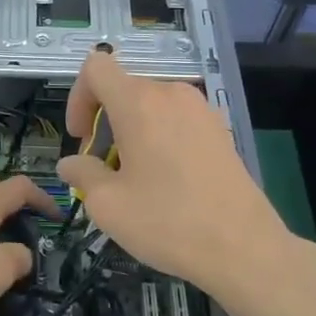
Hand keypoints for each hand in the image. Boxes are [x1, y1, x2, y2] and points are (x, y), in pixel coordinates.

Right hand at [56, 49, 299, 294]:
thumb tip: (71, 164)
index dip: (78, 97)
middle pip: (123, 89)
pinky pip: (176, 120)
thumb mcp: (107, 205)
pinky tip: (167, 181)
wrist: (244, 249)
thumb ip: (81, 174)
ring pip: (150, 106)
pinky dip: (160, 138)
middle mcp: (171, 94)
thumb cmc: (168, 222)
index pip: (96, 67)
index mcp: (138, 103)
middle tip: (104, 168)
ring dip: (132, 132)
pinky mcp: (219, 130)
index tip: (81, 138)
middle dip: (104, 122)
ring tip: (135, 178)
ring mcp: (200, 109)